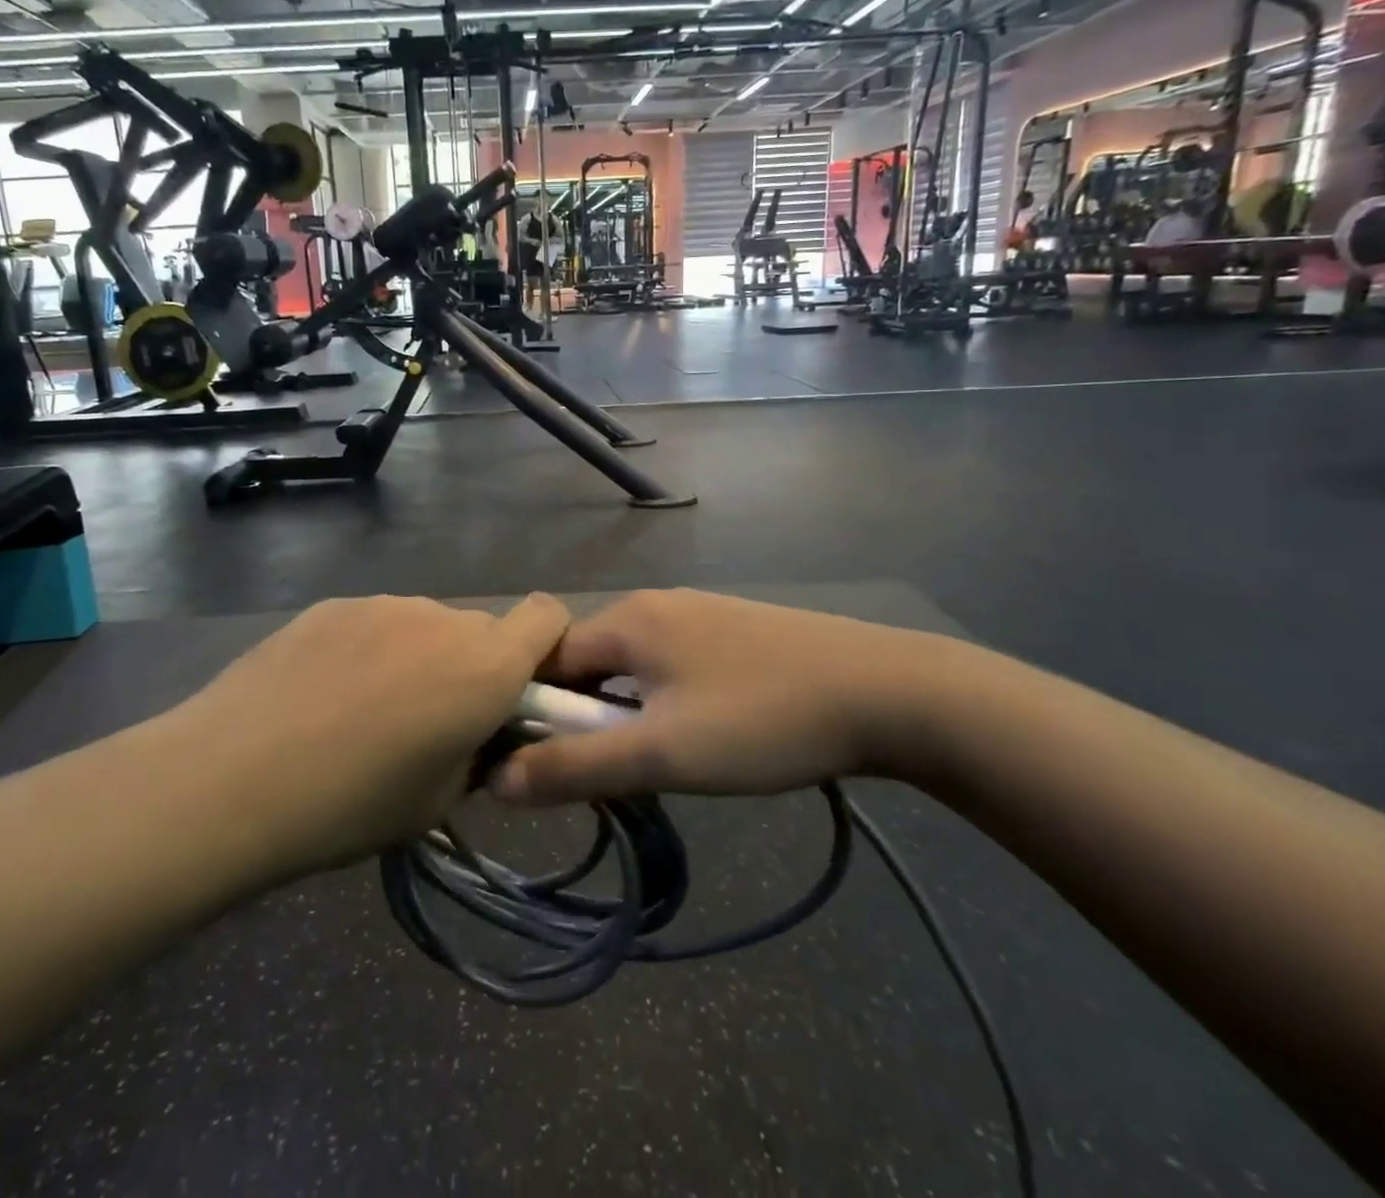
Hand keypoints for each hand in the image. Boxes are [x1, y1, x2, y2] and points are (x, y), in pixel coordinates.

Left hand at [170, 594, 570, 872]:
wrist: (231, 778)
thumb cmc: (351, 804)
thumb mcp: (438, 801)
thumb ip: (479, 753)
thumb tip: (481, 732)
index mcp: (485, 665)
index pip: (548, 615)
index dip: (547, 645)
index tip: (522, 688)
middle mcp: (442, 618)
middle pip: (482, 629)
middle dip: (474, 666)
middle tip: (432, 719)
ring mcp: (383, 604)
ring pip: (426, 626)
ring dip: (420, 657)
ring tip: (366, 710)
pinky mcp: (333, 604)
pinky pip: (375, 623)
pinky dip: (370, 650)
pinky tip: (324, 694)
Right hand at [492, 590, 975, 805]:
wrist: (886, 692)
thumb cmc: (761, 721)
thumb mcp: (662, 753)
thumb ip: (575, 767)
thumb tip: (498, 780)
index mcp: (628, 619)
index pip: (548, 661)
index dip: (531, 712)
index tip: (534, 765)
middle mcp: (655, 604)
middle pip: (589, 661)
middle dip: (579, 717)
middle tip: (596, 775)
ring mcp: (698, 613)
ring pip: (631, 666)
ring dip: (621, 712)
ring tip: (644, 763)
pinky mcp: (732, 632)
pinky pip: (670, 664)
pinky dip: (658, 701)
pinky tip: (691, 736)